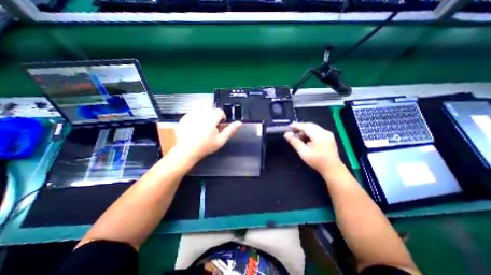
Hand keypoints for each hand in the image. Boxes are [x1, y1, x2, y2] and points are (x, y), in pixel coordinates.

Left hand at [174, 109, 241, 161]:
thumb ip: (230, 130)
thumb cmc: (205, 147)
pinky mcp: (183, 118)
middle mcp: (200, 115)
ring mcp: (190, 116)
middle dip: (213, 117)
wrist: (187, 151)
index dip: (221, 117)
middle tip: (211, 128)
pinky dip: (196, 117)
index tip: (219, 125)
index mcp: (210, 120)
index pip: (219, 111)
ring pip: (202, 110)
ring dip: (205, 116)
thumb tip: (239, 123)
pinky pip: (193, 113)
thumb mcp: (220, 140)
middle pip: (211, 110)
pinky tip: (194, 126)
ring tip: (202, 127)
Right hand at [287, 123, 342, 174]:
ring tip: (297, 137)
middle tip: (291, 133)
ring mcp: (327, 133)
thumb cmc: (317, 162)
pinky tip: (305, 139)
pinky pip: (316, 130)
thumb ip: (295, 142)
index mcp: (320, 136)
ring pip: (313, 127)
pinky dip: (309, 133)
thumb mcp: (304, 153)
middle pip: (310, 125)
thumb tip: (286, 134)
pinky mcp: (328, 136)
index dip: (296, 126)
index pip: (306, 126)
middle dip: (300, 128)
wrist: (332, 168)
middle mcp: (325, 132)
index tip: (288, 128)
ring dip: (304, 130)